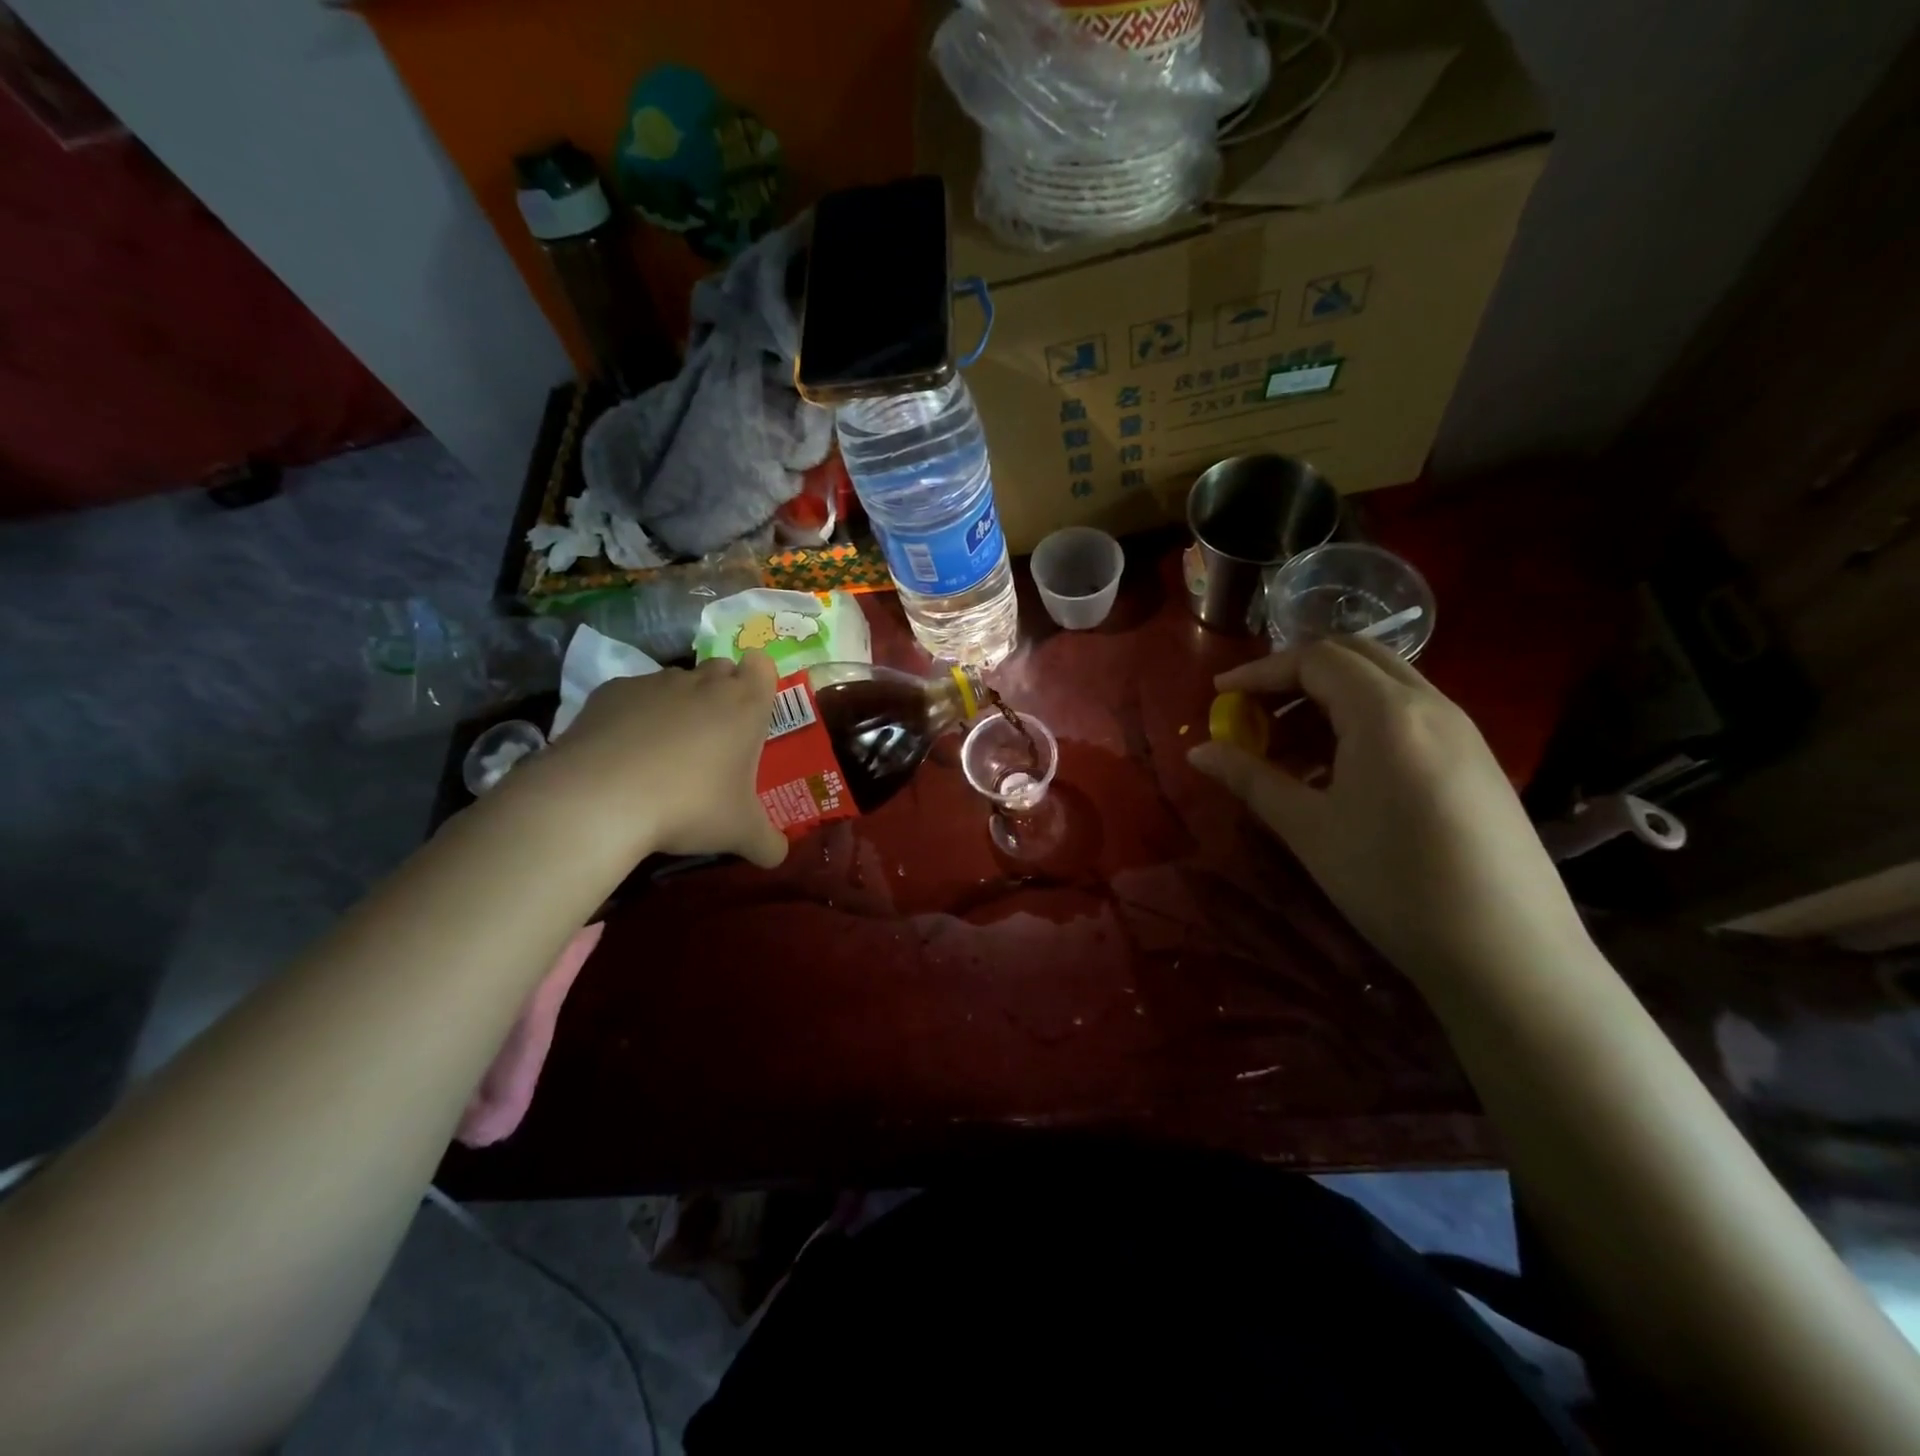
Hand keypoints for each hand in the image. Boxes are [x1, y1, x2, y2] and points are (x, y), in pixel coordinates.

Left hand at [502, 653, 788, 870]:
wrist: (601, 798)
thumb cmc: (690, 805)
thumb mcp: (740, 833)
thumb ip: (767, 843)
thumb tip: (778, 856)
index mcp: (745, 705)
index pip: (762, 666)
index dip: (759, 681)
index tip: (752, 710)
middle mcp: (704, 683)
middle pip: (721, 669)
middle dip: (722, 694)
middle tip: (715, 738)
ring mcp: (655, 683)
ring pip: (677, 682)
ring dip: (678, 706)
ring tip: (665, 752)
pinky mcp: (611, 692)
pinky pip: (633, 696)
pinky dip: (634, 716)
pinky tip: (624, 753)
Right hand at [1187, 639, 1588, 989]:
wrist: (1507, 953)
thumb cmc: (1392, 882)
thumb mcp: (1308, 829)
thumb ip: (1250, 779)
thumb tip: (1198, 752)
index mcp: (1386, 713)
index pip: (1315, 660)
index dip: (1260, 671)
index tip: (1219, 694)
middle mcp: (1430, 705)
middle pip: (1354, 657)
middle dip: (1296, 674)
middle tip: (1254, 710)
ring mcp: (1462, 731)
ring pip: (1385, 683)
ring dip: (1330, 697)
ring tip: (1289, 746)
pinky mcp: (1477, 760)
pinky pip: (1410, 714)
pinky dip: (1363, 720)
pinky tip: (1340, 771)